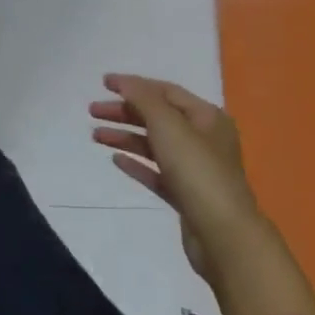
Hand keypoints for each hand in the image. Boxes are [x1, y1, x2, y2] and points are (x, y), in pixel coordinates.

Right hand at [89, 74, 263, 279]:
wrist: (222, 234)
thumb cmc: (197, 171)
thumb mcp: (169, 126)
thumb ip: (144, 99)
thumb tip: (123, 81)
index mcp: (207, 117)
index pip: (166, 92)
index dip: (134, 85)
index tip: (103, 83)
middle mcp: (203, 139)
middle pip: (158, 117)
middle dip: (124, 112)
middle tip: (92, 111)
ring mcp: (194, 169)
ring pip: (154, 145)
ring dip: (125, 136)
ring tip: (96, 136)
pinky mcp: (185, 194)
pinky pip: (155, 171)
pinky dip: (136, 163)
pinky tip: (116, 160)